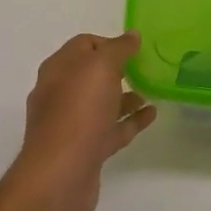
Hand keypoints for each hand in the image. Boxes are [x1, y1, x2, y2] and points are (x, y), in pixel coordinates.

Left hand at [8, 32, 156, 210]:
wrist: (61, 175)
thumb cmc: (79, 110)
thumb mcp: (101, 66)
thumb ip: (119, 48)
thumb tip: (132, 35)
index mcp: (58, 69)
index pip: (84, 45)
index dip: (109, 43)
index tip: (135, 49)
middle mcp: (60, 94)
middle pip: (92, 74)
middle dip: (118, 70)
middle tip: (146, 68)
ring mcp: (72, 124)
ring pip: (102, 103)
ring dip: (126, 95)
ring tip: (153, 91)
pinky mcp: (85, 150)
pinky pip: (111, 128)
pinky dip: (130, 120)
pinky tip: (152, 115)